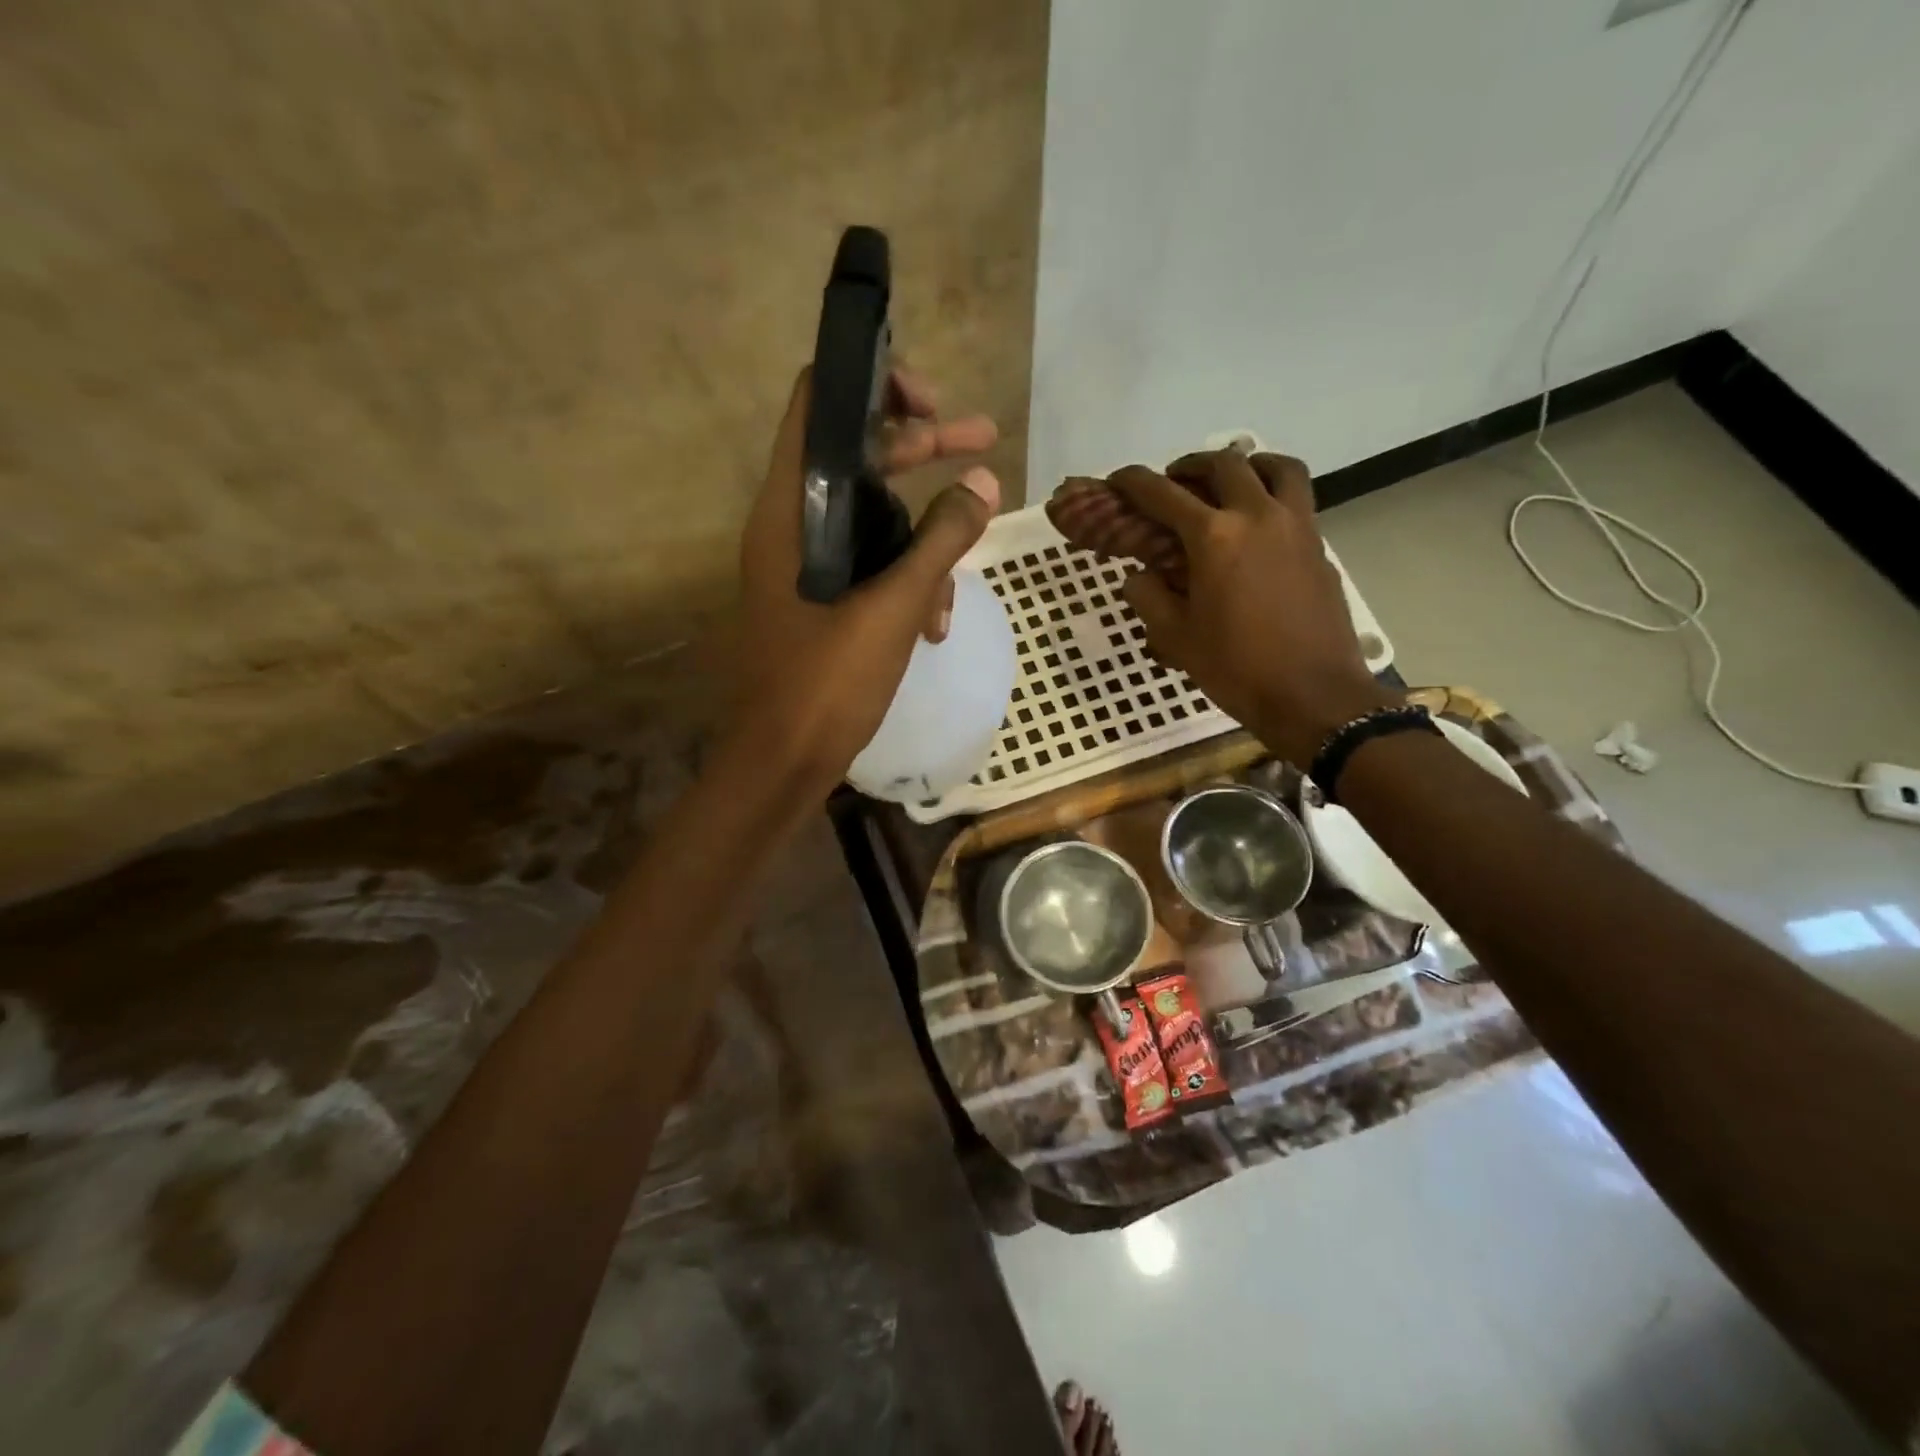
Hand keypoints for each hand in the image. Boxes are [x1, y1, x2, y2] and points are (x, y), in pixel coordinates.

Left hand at [736, 364, 998, 793]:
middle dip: (922, 448)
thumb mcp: (893, 608)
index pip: (817, 404)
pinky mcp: (821, 599)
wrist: (783, 761)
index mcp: (790, 509)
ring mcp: (805, 564)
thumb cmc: (827, 683)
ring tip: (959, 584)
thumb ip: (940, 541)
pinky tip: (935, 625)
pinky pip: (870, 566)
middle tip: (984, 440)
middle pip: (857, 456)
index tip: (931, 401)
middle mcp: (791, 523)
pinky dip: (906, 581)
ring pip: (872, 518)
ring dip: (923, 538)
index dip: (873, 383)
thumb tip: (985, 482)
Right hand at [1109, 450, 1399, 765]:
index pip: (1164, 494)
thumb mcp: (1176, 638)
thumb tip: (1139, 575)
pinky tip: (1257, 528)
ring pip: (1276, 468)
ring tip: (1227, 486)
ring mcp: (1297, 527)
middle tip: (1173, 482)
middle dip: (1190, 465)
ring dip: (1246, 465)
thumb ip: (1149, 597)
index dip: (1134, 483)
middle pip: (1224, 464)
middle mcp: (1258, 516)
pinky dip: (1272, 495)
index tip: (1117, 480)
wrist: (1313, 695)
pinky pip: (1296, 500)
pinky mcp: (1319, 547)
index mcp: (1214, 537)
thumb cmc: (1236, 668)